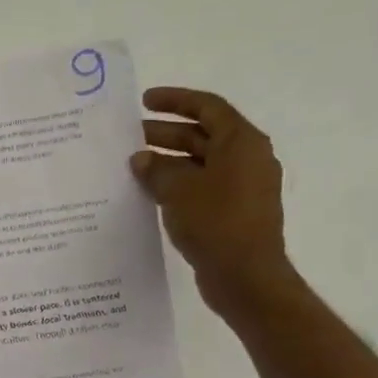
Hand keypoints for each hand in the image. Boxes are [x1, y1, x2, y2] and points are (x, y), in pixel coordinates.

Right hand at [130, 87, 296, 315]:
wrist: (245, 276)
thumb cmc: (215, 222)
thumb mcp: (178, 190)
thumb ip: (156, 169)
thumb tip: (141, 159)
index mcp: (241, 142)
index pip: (207, 107)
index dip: (175, 100)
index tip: (144, 101)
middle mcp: (247, 158)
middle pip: (203, 134)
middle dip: (165, 132)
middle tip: (130, 136)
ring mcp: (243, 186)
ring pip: (200, 162)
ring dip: (168, 160)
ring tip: (134, 165)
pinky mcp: (233, 211)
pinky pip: (202, 186)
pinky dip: (177, 183)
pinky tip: (150, 191)